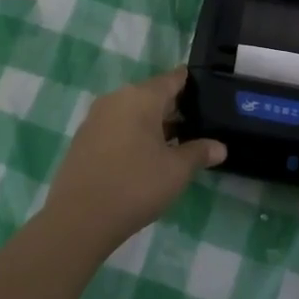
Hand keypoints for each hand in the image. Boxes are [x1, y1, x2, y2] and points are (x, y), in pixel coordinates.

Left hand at [46, 67, 225, 253]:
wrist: (78, 219)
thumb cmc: (135, 186)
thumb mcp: (176, 171)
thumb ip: (199, 152)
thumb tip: (220, 147)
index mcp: (141, 97)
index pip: (173, 79)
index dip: (193, 85)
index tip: (210, 94)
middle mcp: (116, 99)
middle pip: (152, 95)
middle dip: (175, 109)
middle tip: (199, 126)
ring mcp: (96, 118)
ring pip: (133, 112)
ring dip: (154, 125)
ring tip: (176, 145)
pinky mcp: (83, 139)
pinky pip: (117, 127)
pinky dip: (134, 136)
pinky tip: (146, 158)